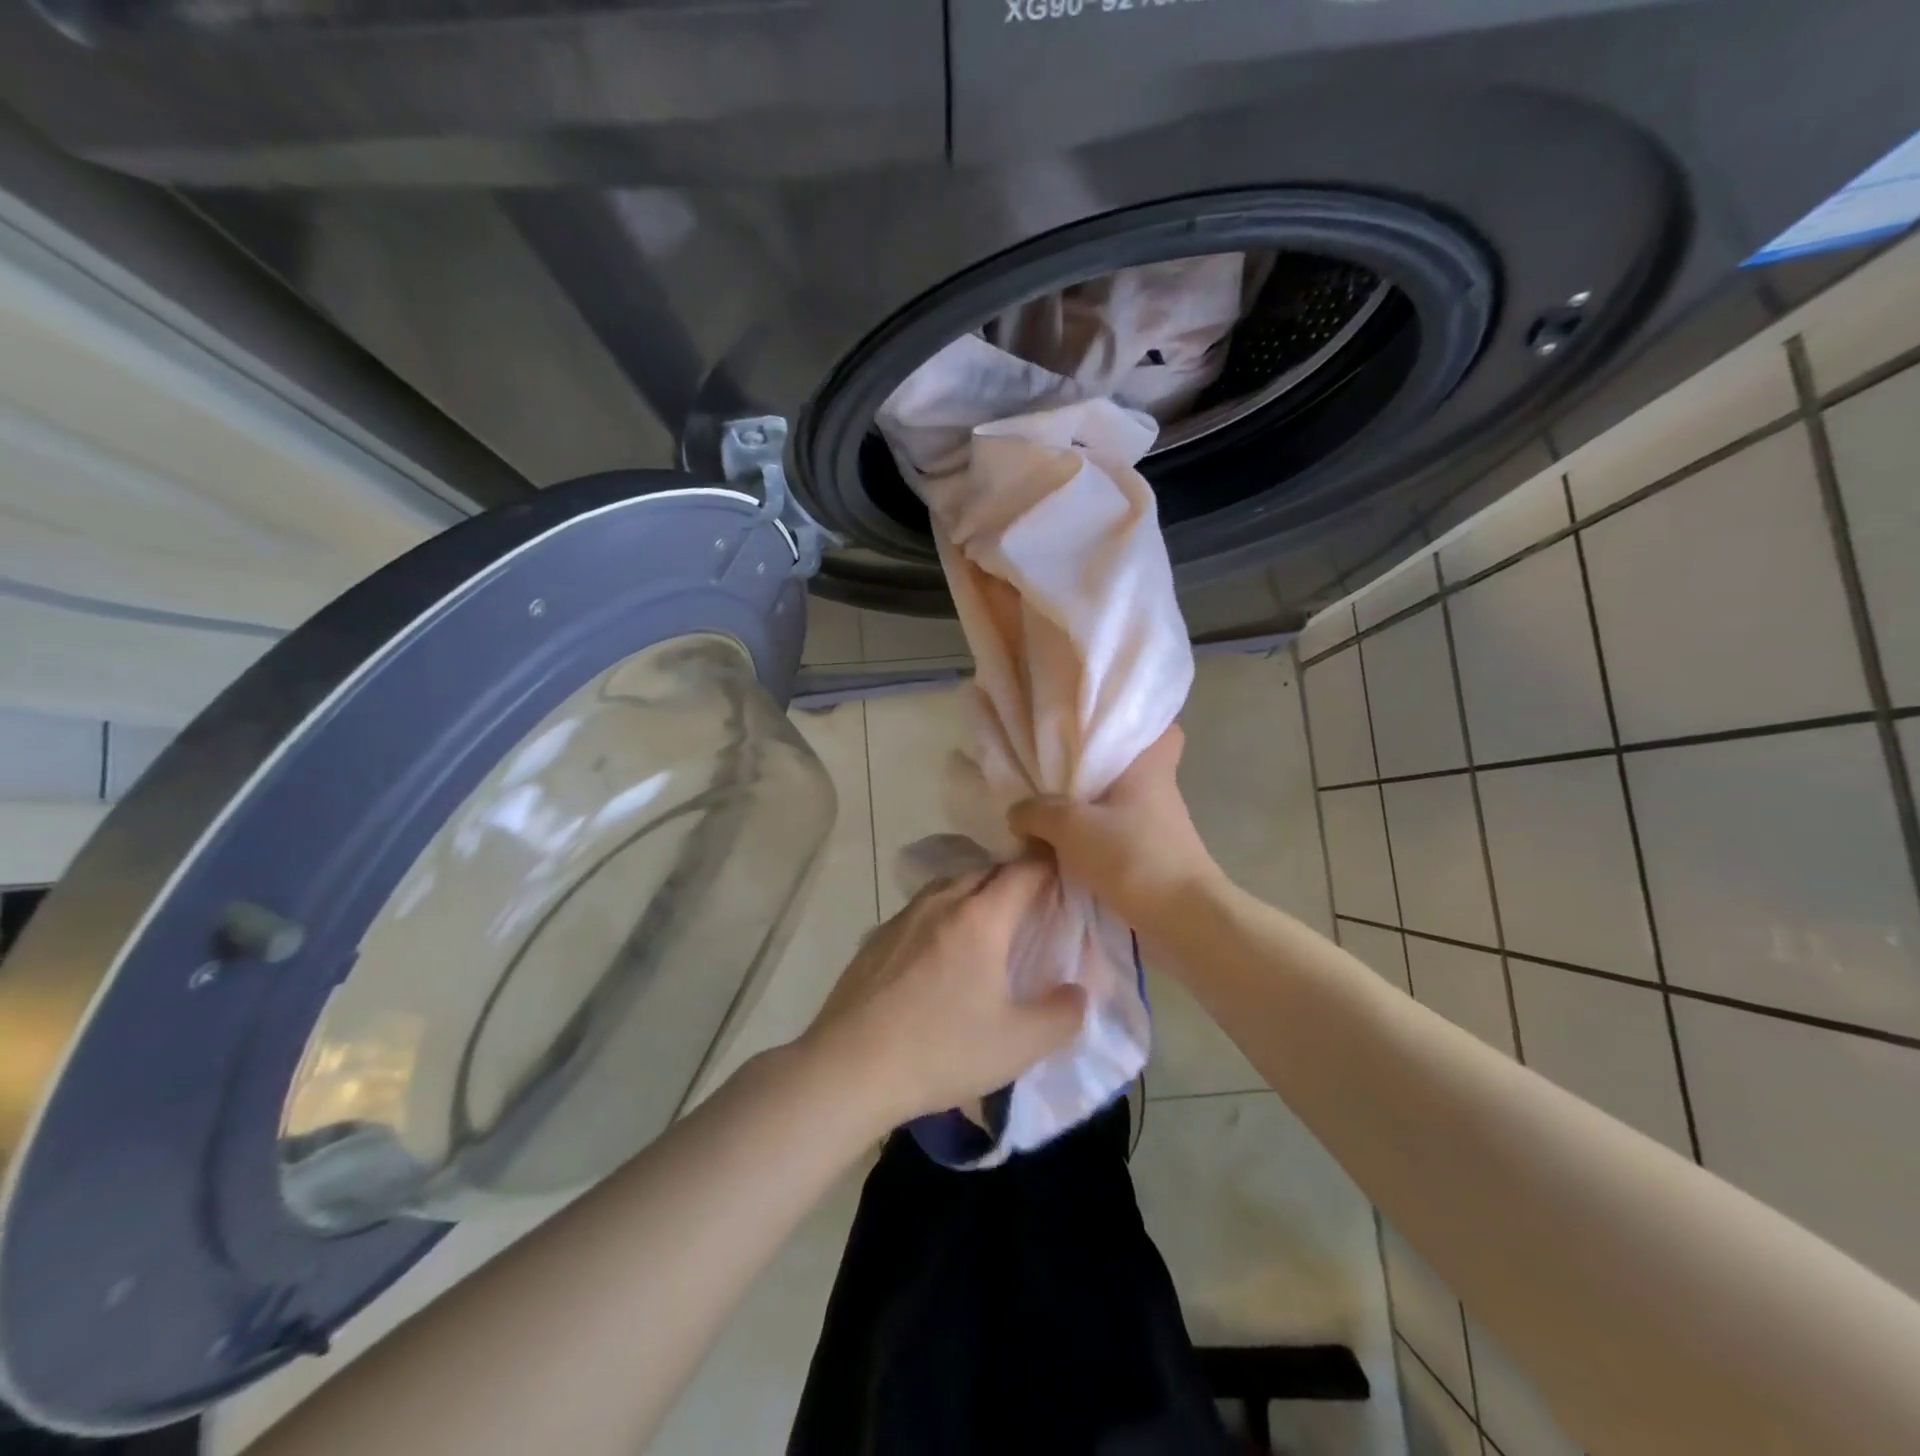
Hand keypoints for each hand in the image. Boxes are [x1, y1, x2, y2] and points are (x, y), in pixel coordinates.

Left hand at [800, 862, 1086, 1128]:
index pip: (1024, 871)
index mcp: (980, 917)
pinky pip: (922, 908)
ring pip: (950, 885)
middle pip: (986, 871)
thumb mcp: (1019, 1044)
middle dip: (1014, 878)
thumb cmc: (942, 1050)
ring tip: (990, 922)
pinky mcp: (877, 937)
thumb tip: (1078, 991)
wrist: (849, 1067)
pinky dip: (944, 912)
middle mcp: (941, 902)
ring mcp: (903, 917)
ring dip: (976, 892)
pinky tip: (942, 948)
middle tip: (1035, 903)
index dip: (1049, 865)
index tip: (1066, 871)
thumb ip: (1062, 1014)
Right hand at [1008, 726, 1222, 937]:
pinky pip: (1118, 834)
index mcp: (1150, 768)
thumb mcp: (1072, 827)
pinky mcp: (1153, 856)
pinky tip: (1065, 845)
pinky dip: (1096, 838)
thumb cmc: (1133, 856)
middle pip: (1131, 767)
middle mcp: (1160, 790)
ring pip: (1121, 802)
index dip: (1137, 725)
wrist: (1182, 920)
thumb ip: (1038, 812)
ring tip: (1049, 807)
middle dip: (1098, 768)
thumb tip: (1017, 812)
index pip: (1162, 730)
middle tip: (1058, 766)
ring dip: (1092, 807)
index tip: (1102, 728)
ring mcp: (1159, 826)